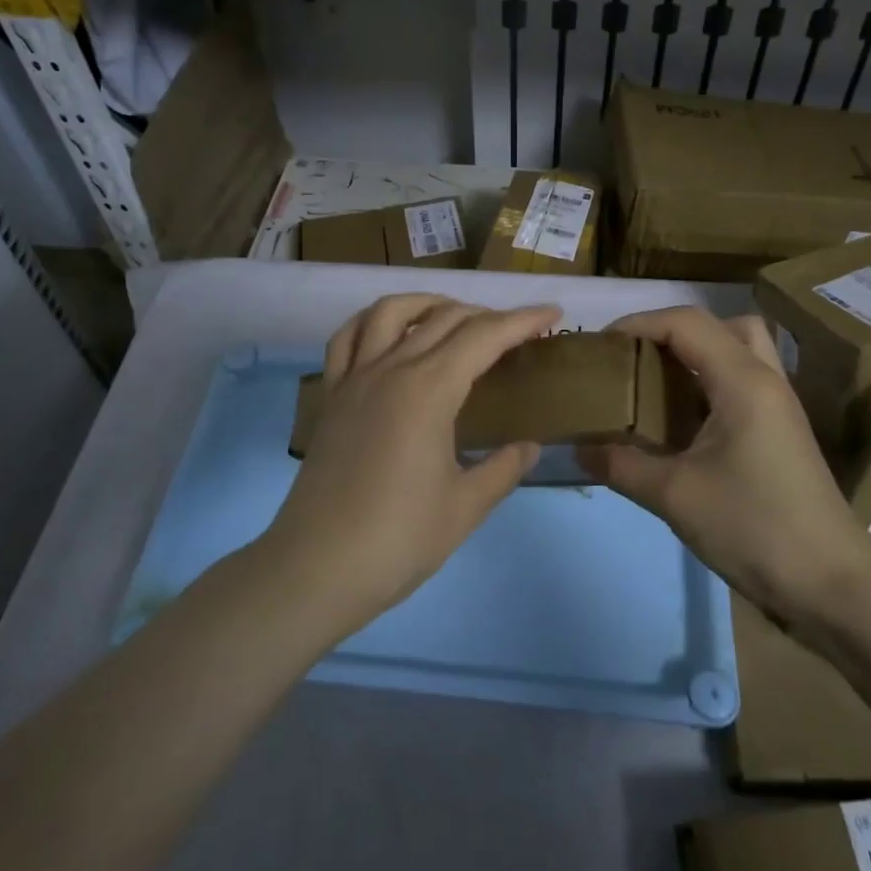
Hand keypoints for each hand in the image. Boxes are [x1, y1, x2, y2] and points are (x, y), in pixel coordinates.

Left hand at [262, 295, 560, 637]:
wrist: (317, 568)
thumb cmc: (398, 539)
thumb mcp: (465, 507)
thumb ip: (503, 469)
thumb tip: (529, 447)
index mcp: (429, 390)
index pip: (485, 336)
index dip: (523, 321)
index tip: (553, 315)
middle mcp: (391, 369)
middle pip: (445, 318)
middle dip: (488, 314)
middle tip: (517, 331)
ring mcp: (355, 379)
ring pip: (390, 312)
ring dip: (429, 303)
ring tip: (454, 316)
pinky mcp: (331, 396)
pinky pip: (346, 338)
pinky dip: (371, 321)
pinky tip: (388, 333)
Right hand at [576, 307, 870, 630]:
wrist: (830, 585)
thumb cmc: (754, 528)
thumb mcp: (675, 496)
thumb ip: (622, 465)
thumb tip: (580, 449)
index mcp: (743, 382)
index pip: (686, 323)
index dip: (639, 323)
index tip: (602, 345)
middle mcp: (765, 381)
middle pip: (722, 325)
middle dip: (673, 331)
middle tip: (639, 359)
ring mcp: (778, 406)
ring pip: (739, 351)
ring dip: (696, 355)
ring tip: (657, 385)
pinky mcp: (781, 432)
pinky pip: (742, 383)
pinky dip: (709, 384)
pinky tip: (681, 422)